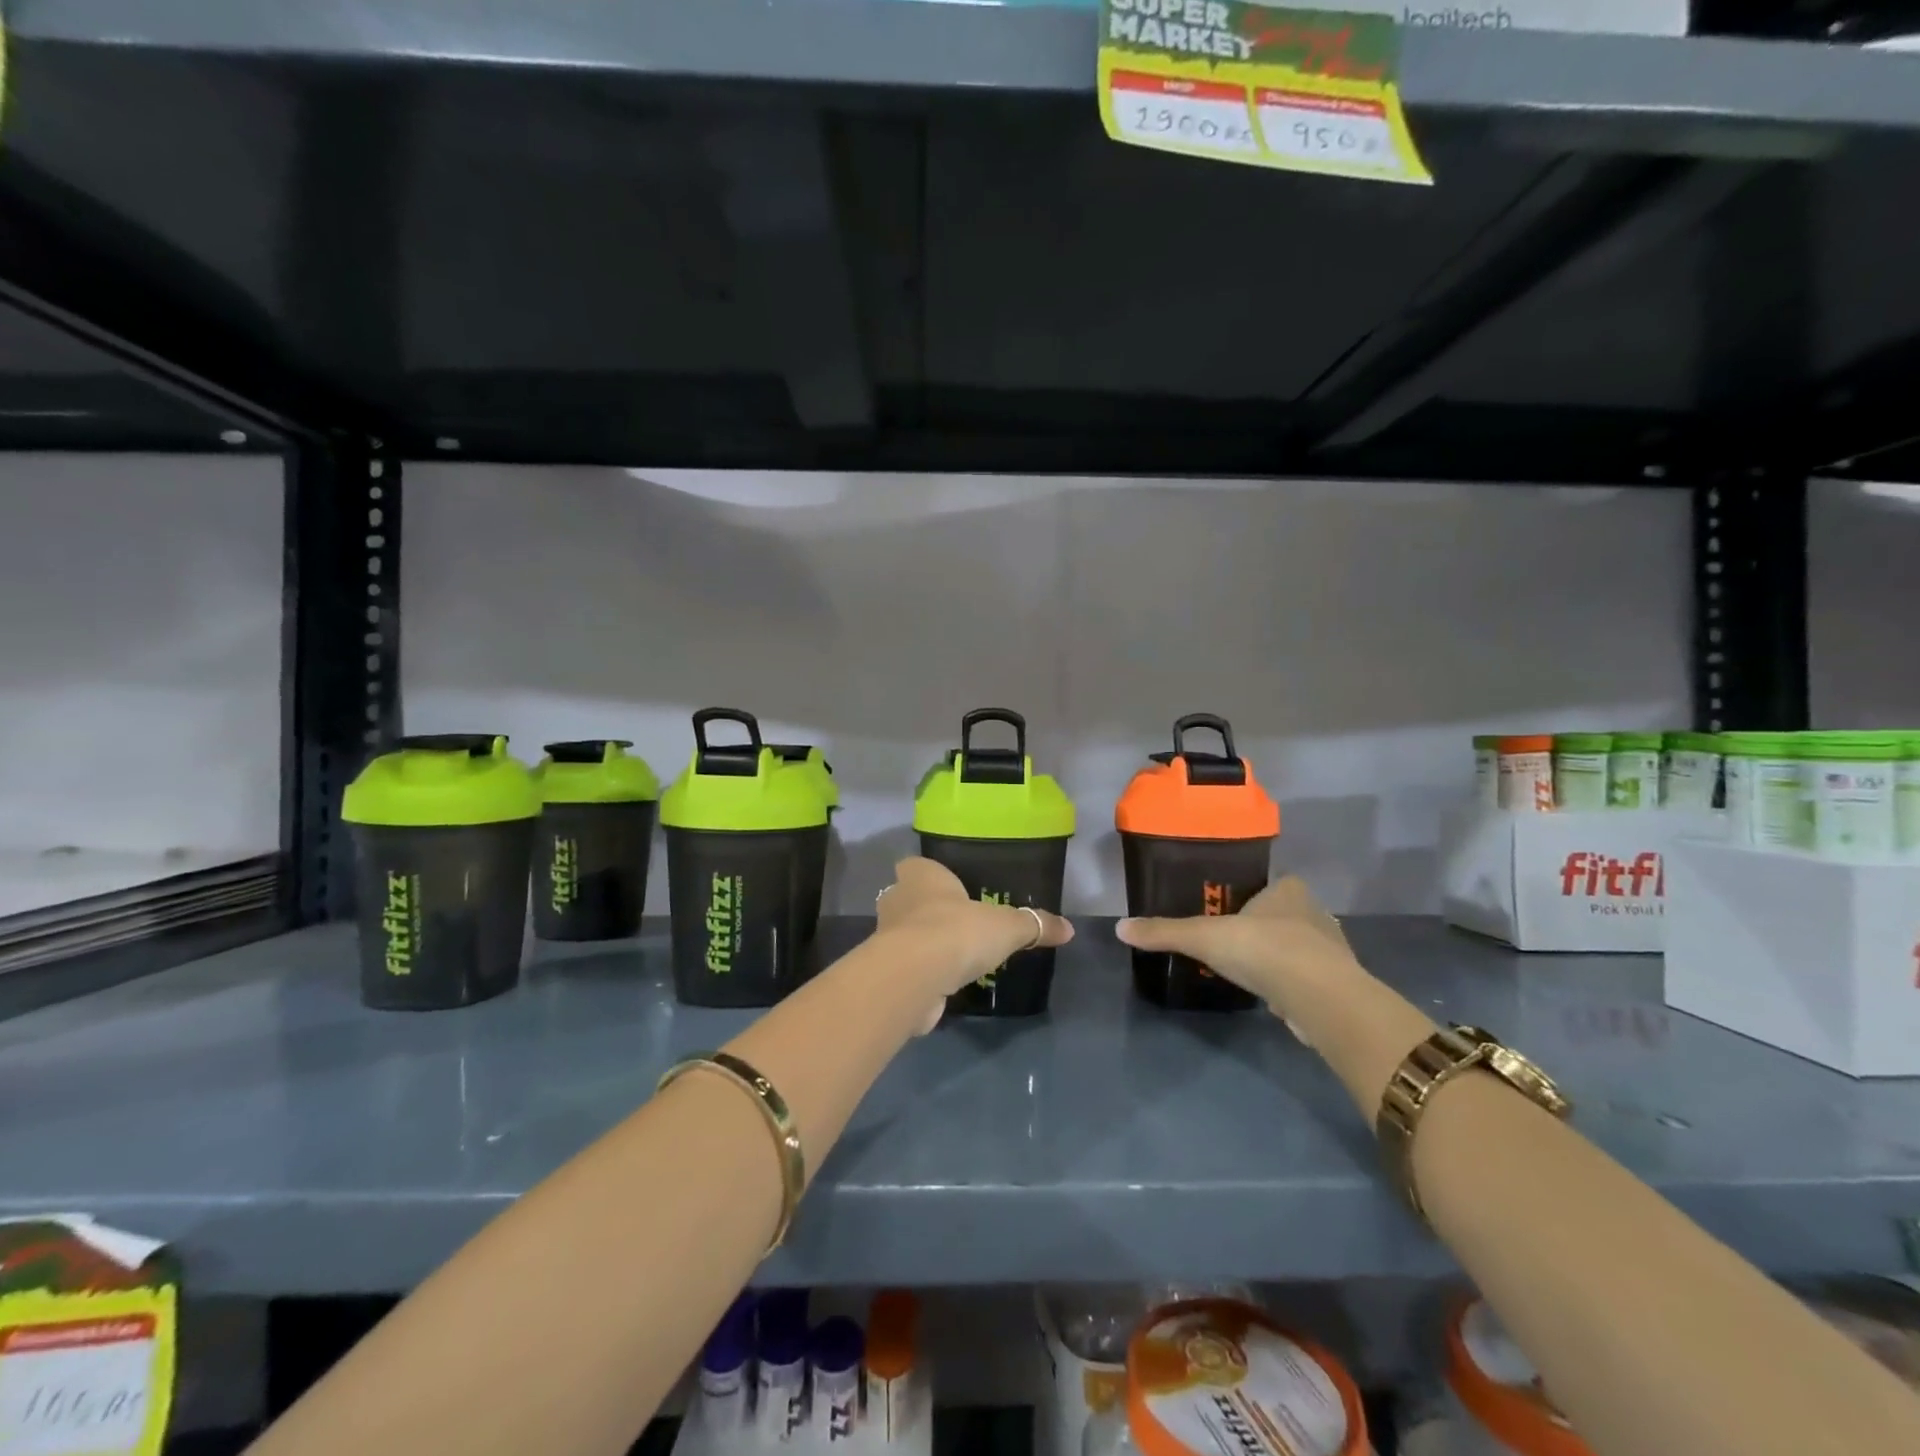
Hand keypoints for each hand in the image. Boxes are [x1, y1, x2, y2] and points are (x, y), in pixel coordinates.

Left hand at [874, 857, 1073, 1011]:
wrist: (916, 977)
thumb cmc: (958, 931)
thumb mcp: (1007, 926)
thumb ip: (1035, 924)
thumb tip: (1069, 928)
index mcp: (921, 874)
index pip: (919, 866)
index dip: (934, 877)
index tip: (953, 890)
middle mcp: (897, 898)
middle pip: (909, 898)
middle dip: (928, 909)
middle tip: (958, 922)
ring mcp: (886, 935)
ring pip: (905, 932)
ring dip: (924, 942)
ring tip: (954, 954)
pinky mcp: (886, 970)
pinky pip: (907, 964)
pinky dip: (922, 972)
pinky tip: (943, 982)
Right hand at [1115, 876, 1362, 1025]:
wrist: (1321, 999)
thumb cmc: (1263, 949)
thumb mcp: (1203, 937)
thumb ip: (1165, 932)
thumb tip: (1120, 928)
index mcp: (1290, 891)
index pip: (1272, 884)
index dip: (1252, 896)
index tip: (1229, 911)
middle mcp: (1316, 914)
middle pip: (1285, 916)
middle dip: (1264, 928)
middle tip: (1233, 942)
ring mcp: (1332, 951)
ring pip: (1299, 949)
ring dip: (1280, 959)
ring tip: (1250, 971)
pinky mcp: (1338, 986)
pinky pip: (1309, 980)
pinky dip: (1292, 987)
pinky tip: (1274, 997)